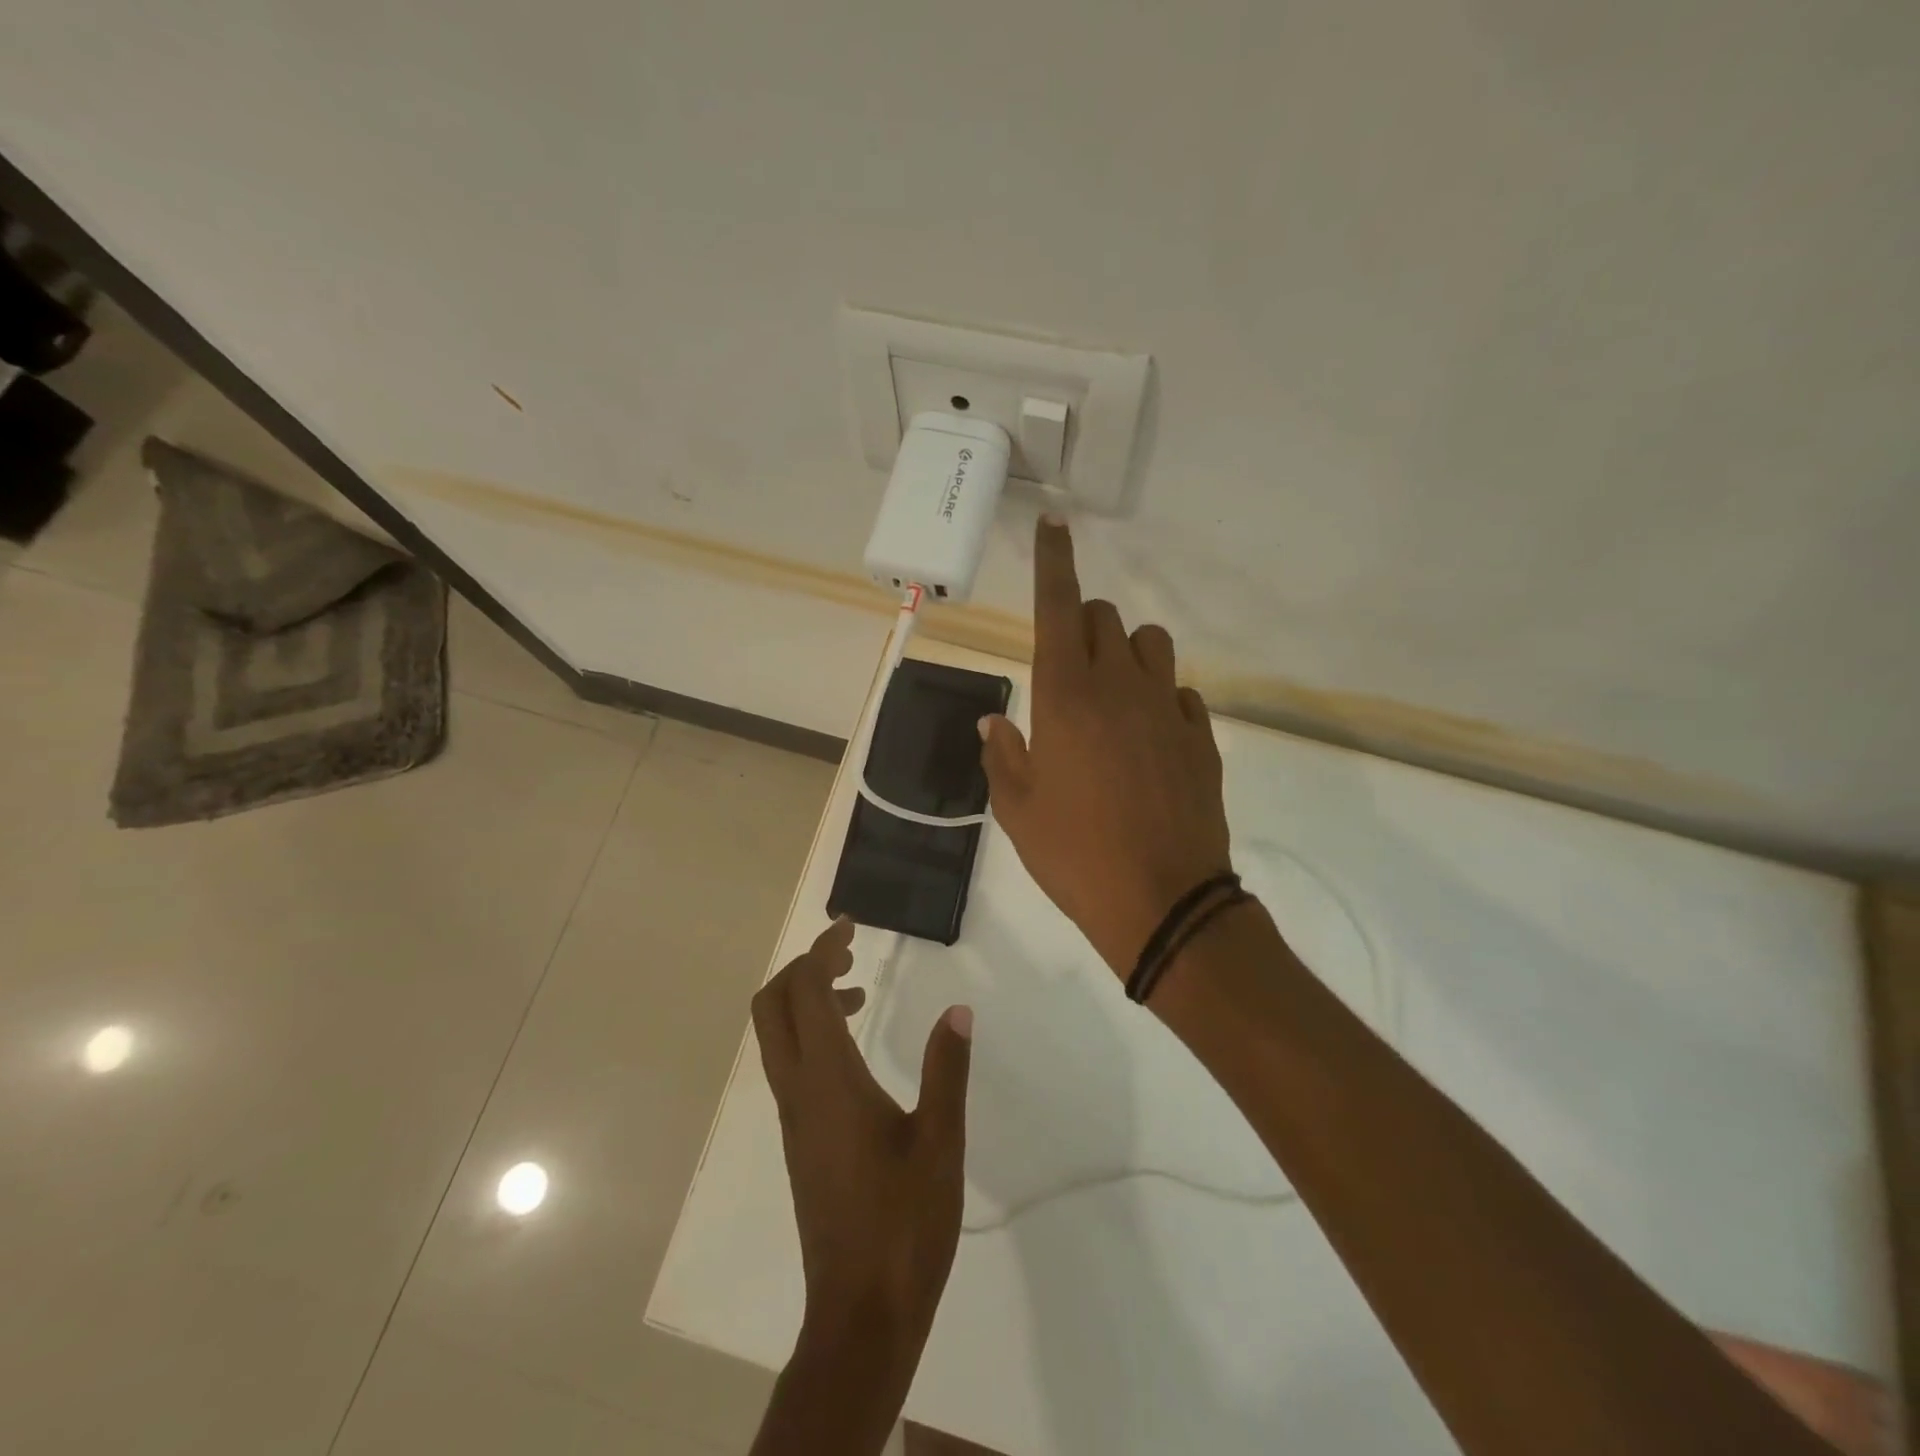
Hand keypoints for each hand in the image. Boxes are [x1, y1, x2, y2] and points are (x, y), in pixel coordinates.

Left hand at [751, 917, 973, 1360]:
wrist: (860, 1312)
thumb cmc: (904, 1224)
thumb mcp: (940, 1143)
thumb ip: (946, 1070)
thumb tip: (958, 1009)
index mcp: (829, 1082)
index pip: (808, 993)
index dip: (822, 951)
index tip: (850, 927)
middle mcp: (798, 1091)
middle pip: (772, 1006)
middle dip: (803, 967)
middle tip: (848, 952)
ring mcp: (793, 1118)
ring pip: (777, 1036)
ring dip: (807, 1000)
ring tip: (860, 994)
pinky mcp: (799, 1139)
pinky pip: (790, 1065)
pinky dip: (812, 1035)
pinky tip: (857, 1052)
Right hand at [980, 516, 1232, 978]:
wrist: (1163, 903)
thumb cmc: (1075, 856)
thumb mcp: (1017, 811)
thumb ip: (1002, 755)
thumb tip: (995, 721)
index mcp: (1065, 698)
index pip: (1058, 607)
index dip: (1052, 563)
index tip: (1054, 525)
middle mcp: (1119, 688)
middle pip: (1105, 617)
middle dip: (1084, 624)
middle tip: (1069, 668)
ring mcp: (1166, 709)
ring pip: (1151, 642)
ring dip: (1127, 652)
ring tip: (1112, 696)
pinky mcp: (1200, 736)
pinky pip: (1179, 691)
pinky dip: (1159, 697)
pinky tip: (1149, 738)